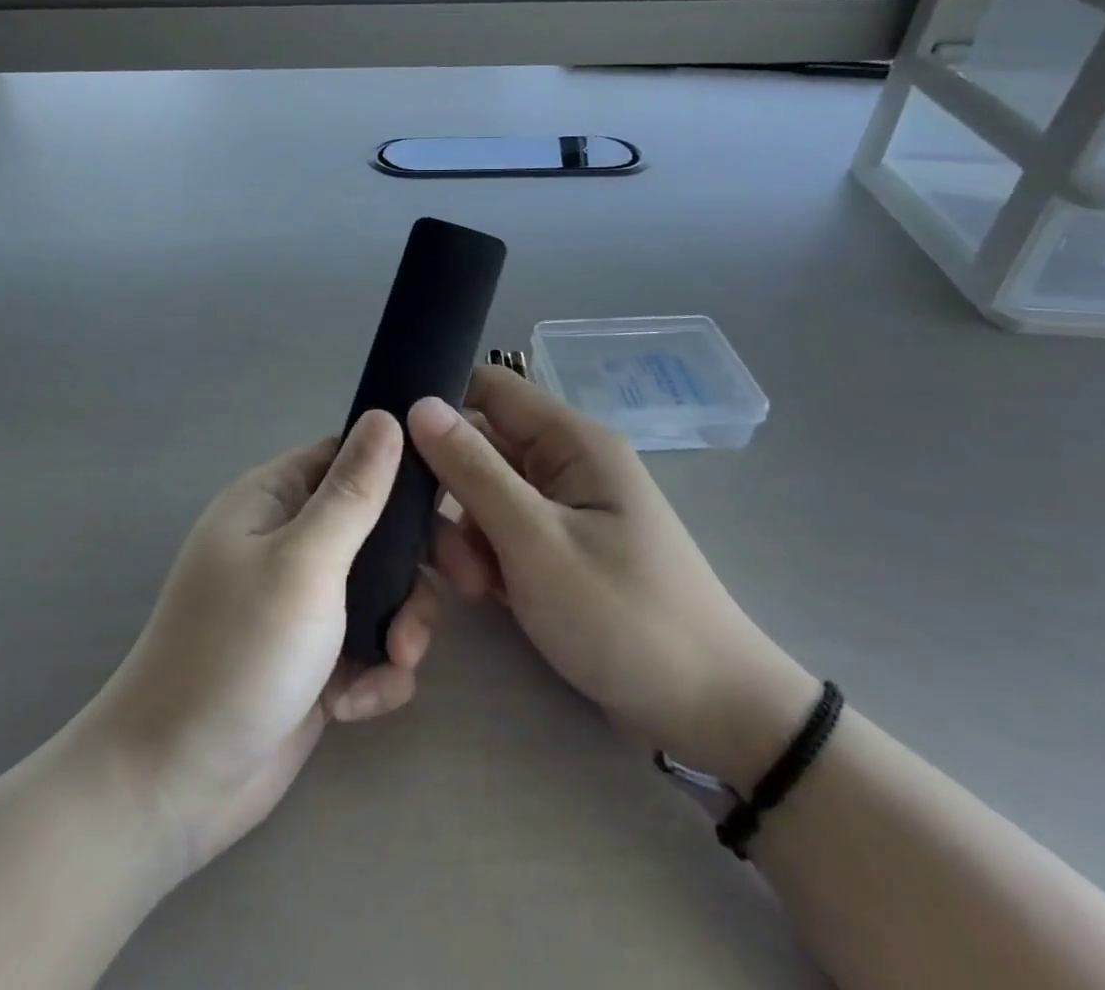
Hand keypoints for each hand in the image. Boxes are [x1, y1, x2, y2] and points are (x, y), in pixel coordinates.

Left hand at [82, 411, 437, 877]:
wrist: (176, 784)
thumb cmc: (238, 652)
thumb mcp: (304, 562)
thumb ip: (352, 493)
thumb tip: (387, 416)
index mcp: (273, 500)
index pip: (348, 456)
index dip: (400, 468)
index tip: (454, 493)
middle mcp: (288, 542)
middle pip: (376, 526)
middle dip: (417, 562)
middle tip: (464, 584)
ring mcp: (302, 603)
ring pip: (383, 590)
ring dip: (401, 626)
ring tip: (394, 663)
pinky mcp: (316, 659)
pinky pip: (370, 645)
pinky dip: (374, 673)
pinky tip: (351, 706)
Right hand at [410, 368, 815, 791]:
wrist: (711, 715)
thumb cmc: (624, 617)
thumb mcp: (536, 542)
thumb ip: (473, 471)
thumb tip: (419, 405)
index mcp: (571, 441)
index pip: (489, 388)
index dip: (440, 407)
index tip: (394, 449)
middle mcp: (565, 463)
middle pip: (480, 445)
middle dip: (448, 489)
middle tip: (432, 543)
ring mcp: (562, 509)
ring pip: (484, 495)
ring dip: (465, 533)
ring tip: (472, 586)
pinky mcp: (558, 549)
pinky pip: (503, 532)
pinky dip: (486, 558)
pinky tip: (485, 596)